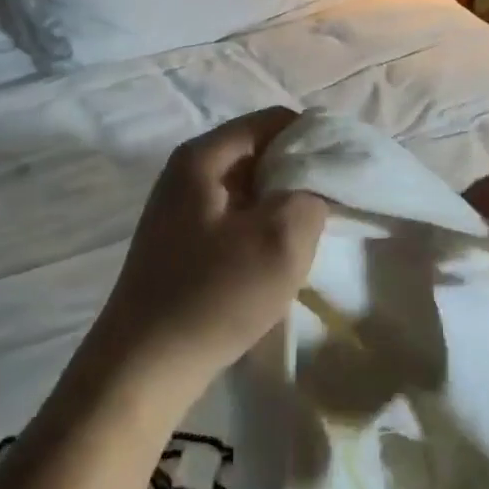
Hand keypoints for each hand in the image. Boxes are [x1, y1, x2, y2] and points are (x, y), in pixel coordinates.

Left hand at [91, 107, 326, 396]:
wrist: (143, 366)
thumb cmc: (214, 295)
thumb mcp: (280, 241)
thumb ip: (310, 197)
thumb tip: (313, 188)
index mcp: (204, 156)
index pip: (273, 121)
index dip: (315, 138)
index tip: (345, 171)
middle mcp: (187, 171)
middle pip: (259, 151)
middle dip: (299, 174)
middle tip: (330, 207)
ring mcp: (179, 208)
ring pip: (248, 187)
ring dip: (280, 205)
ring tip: (306, 236)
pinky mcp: (180, 241)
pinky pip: (233, 216)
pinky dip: (259, 227)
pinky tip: (273, 260)